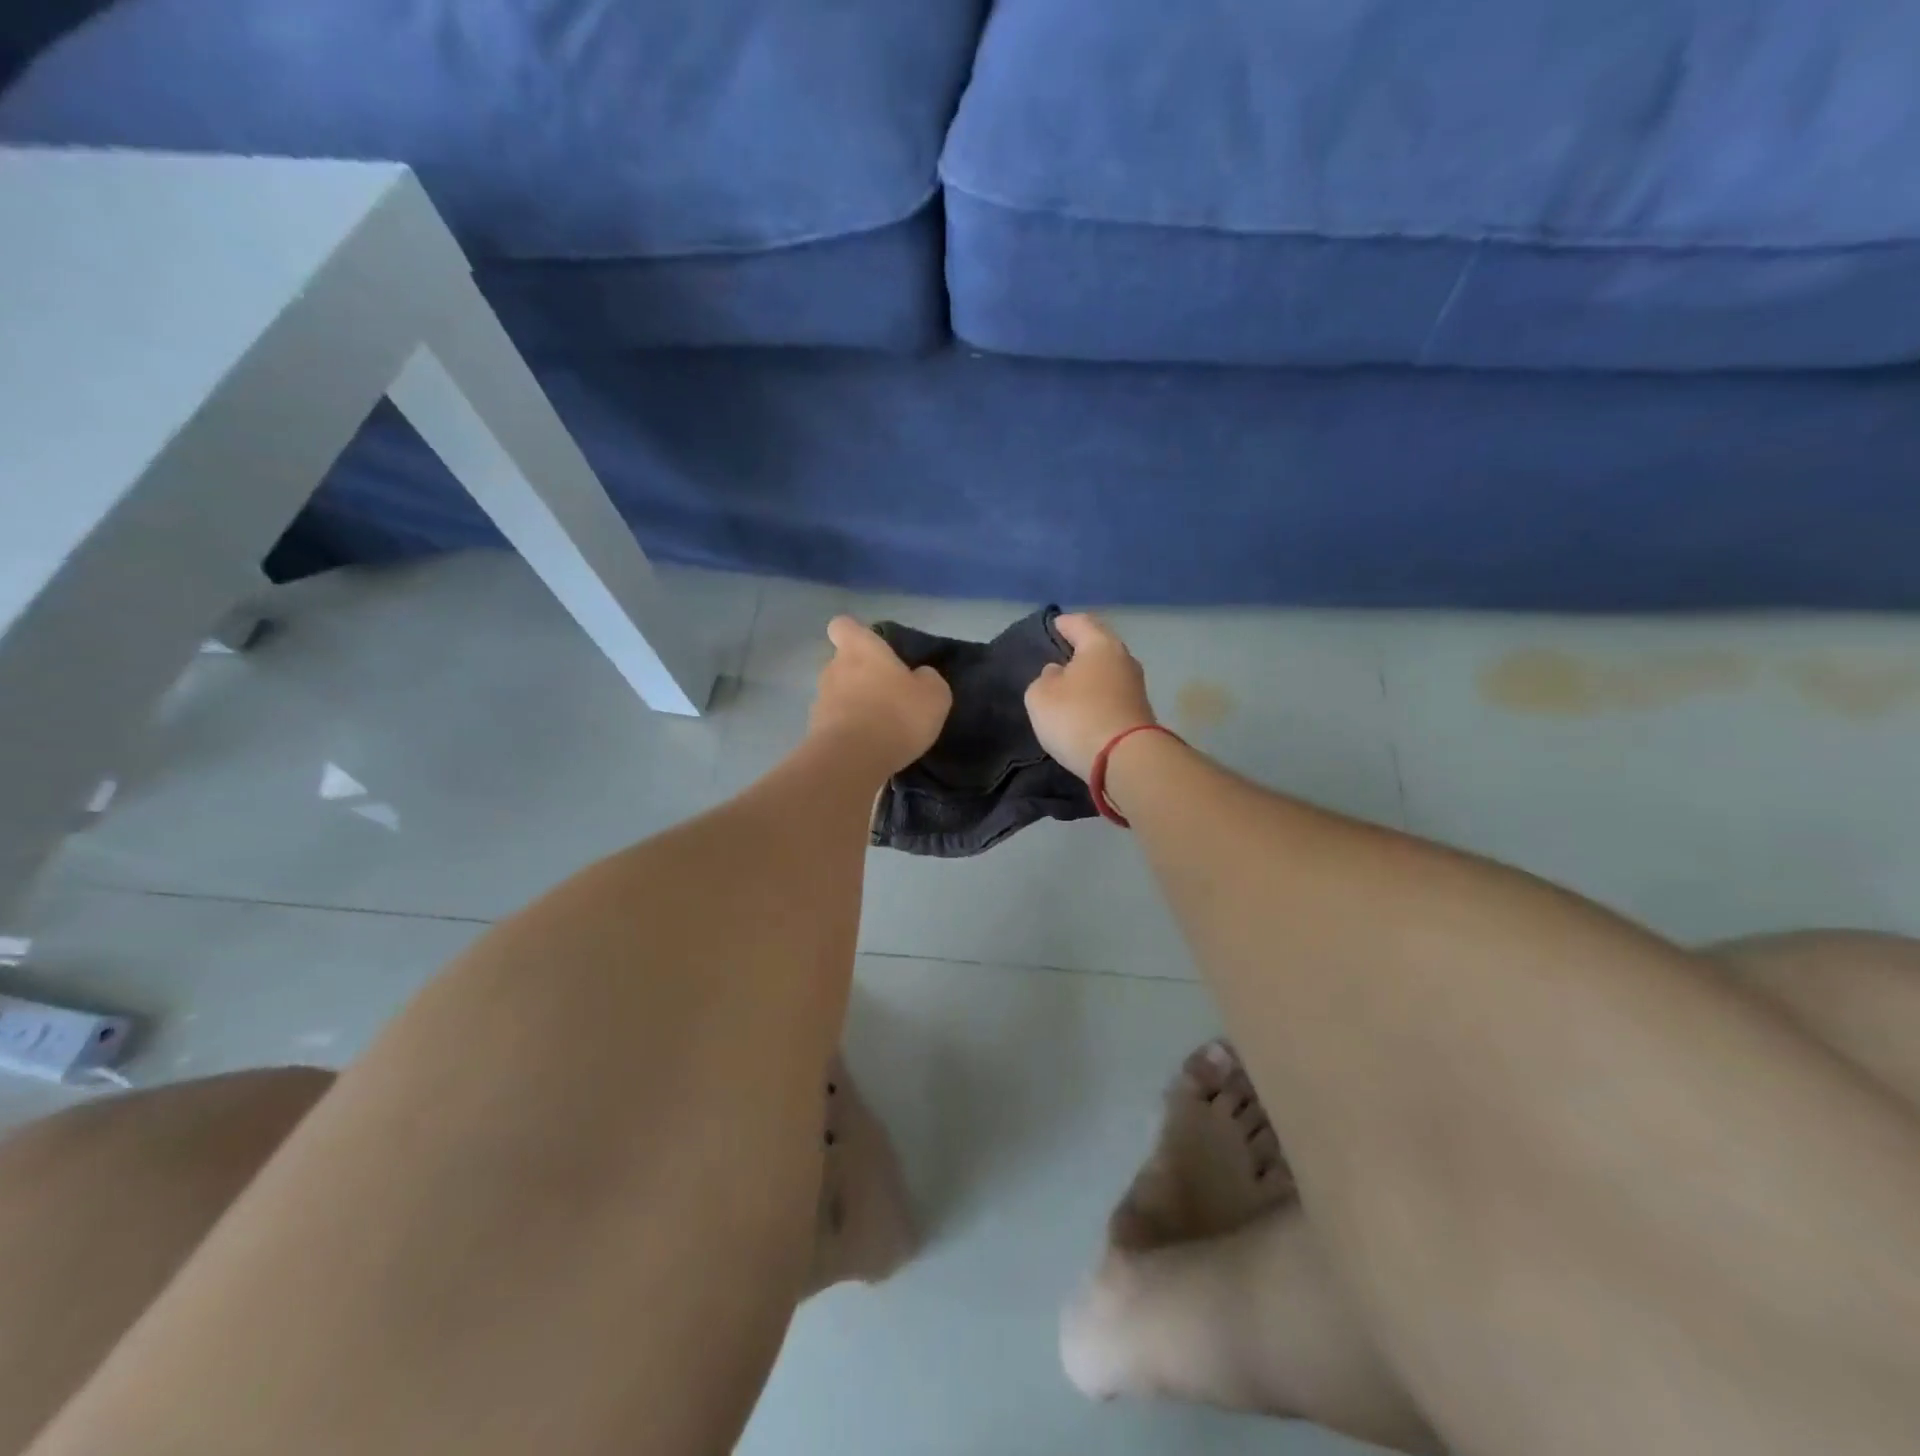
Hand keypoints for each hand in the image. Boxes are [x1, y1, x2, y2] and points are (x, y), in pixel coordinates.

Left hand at [810, 616, 952, 774]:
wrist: (852, 760)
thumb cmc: (896, 715)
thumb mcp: (934, 695)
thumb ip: (928, 679)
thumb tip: (920, 676)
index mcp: (860, 649)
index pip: (843, 625)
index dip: (855, 634)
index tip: (872, 649)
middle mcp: (833, 668)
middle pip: (842, 663)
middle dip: (861, 676)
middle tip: (888, 696)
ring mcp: (820, 700)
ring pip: (838, 695)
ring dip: (855, 705)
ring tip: (880, 727)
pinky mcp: (815, 732)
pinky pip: (835, 724)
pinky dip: (848, 731)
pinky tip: (868, 748)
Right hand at [1025, 613, 1155, 780]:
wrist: (1125, 760)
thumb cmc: (1078, 717)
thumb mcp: (1041, 695)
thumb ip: (1045, 678)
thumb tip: (1058, 673)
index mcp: (1100, 644)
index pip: (1080, 622)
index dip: (1063, 623)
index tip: (1052, 626)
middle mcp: (1124, 659)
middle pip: (1099, 646)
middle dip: (1080, 649)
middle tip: (1058, 656)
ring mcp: (1136, 687)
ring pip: (1108, 672)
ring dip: (1090, 676)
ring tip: (1068, 684)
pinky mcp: (1139, 713)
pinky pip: (1113, 695)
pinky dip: (1099, 696)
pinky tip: (1085, 707)